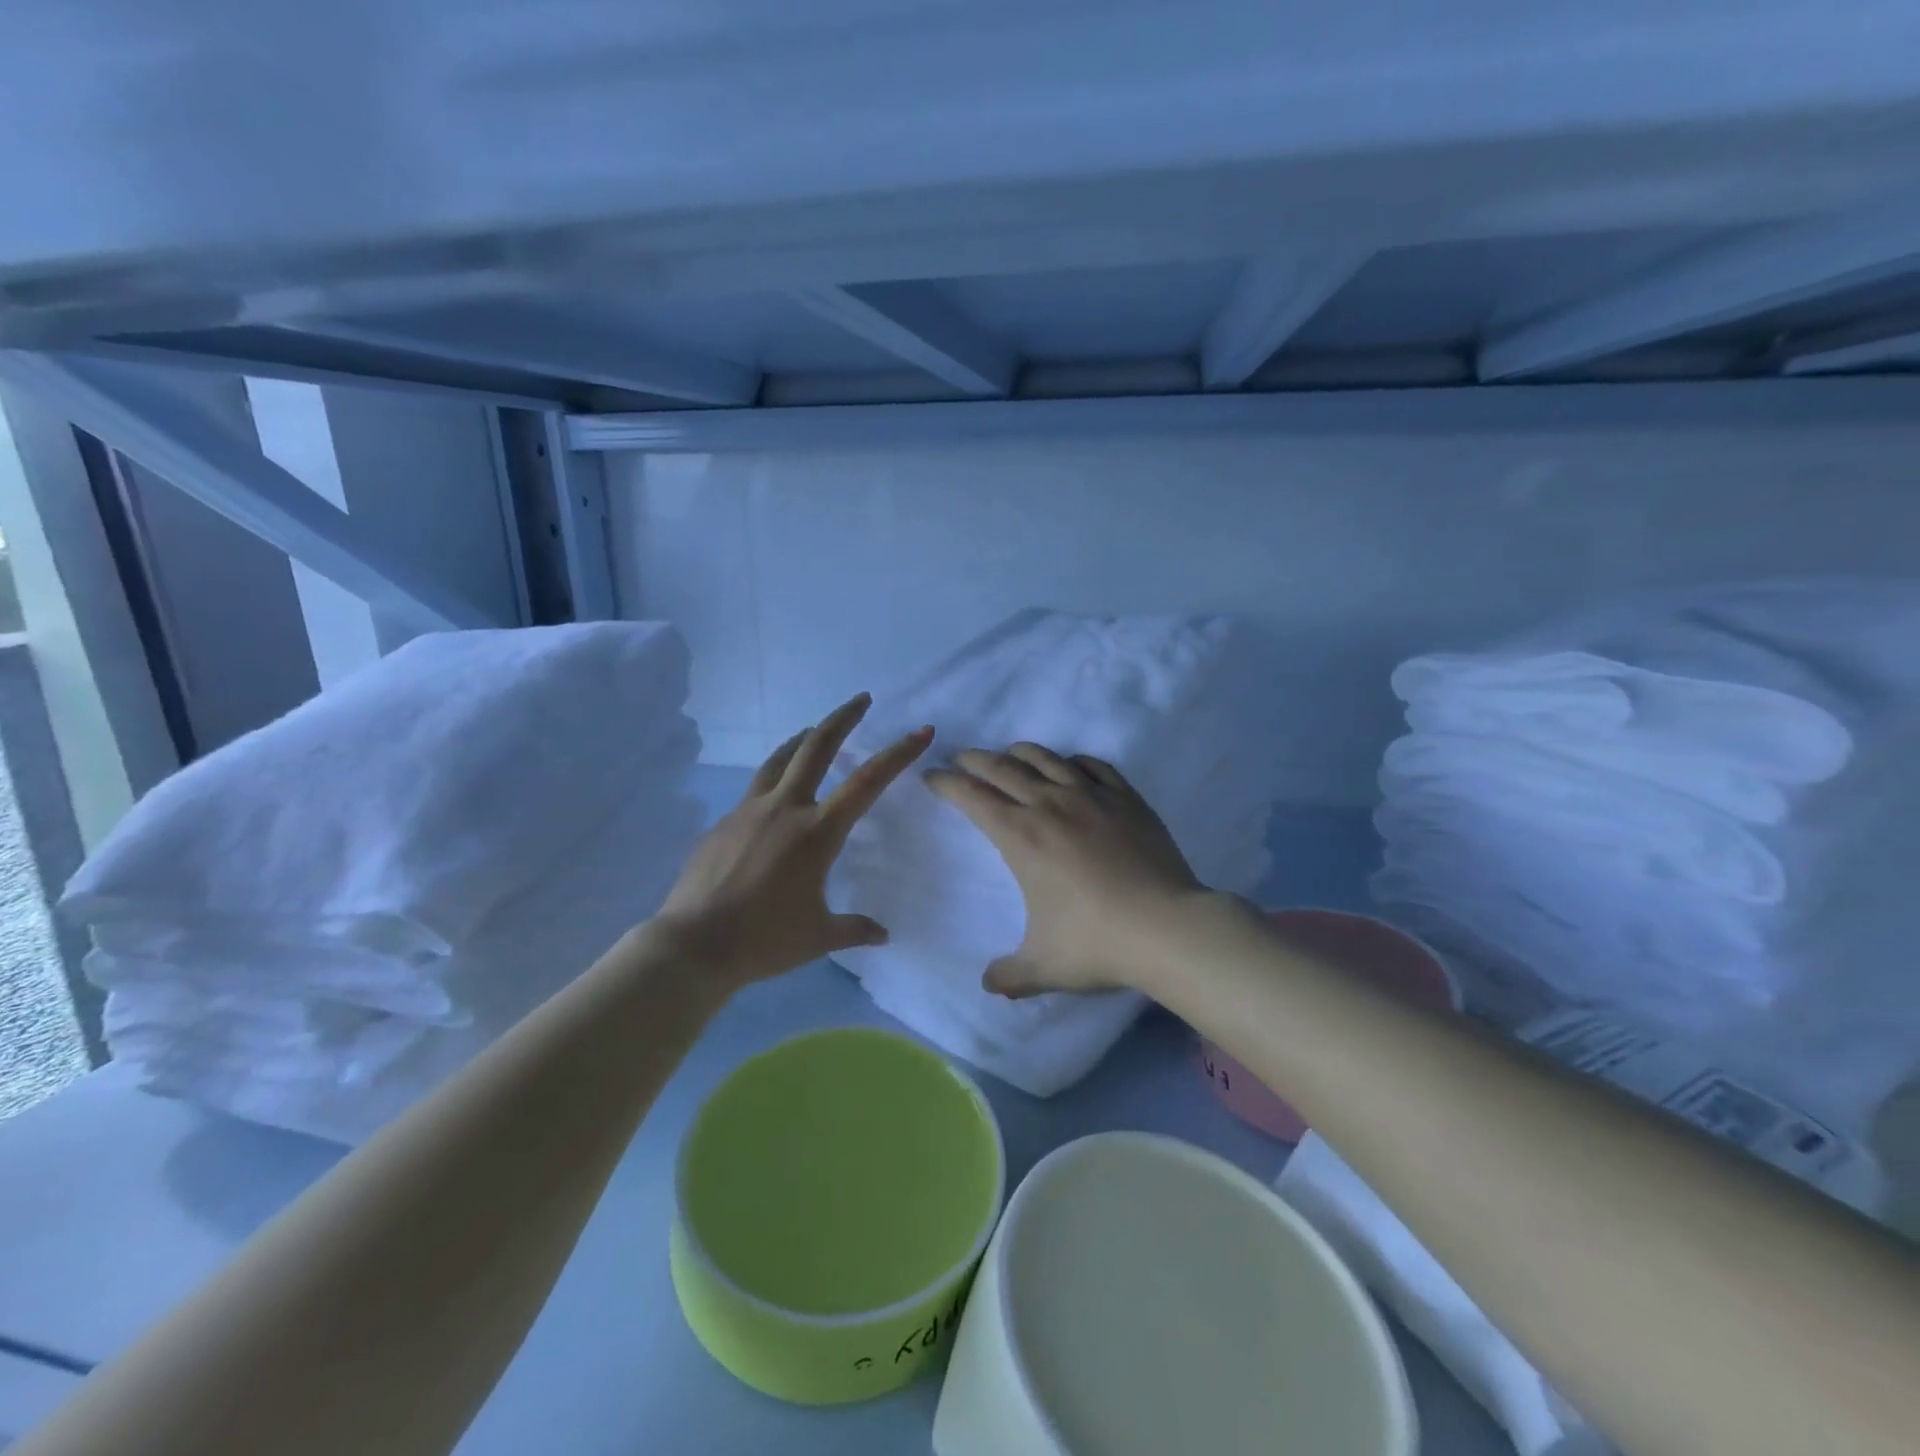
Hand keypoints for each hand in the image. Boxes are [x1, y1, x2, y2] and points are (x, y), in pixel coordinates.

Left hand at [653, 694, 932, 988]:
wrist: (692, 946)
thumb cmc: (764, 940)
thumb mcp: (819, 937)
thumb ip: (854, 929)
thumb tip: (883, 934)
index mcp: (817, 832)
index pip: (868, 782)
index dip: (898, 754)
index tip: (921, 731)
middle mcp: (784, 809)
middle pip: (816, 747)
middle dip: (842, 718)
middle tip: (861, 700)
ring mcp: (748, 812)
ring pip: (778, 760)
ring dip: (801, 740)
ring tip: (812, 731)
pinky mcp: (722, 824)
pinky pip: (753, 793)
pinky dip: (772, 783)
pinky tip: (772, 803)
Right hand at [926, 744, 1211, 998]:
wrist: (1168, 928)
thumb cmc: (1097, 943)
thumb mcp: (1043, 968)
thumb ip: (1009, 975)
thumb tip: (988, 984)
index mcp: (1021, 836)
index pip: (972, 796)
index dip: (947, 783)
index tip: (932, 777)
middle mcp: (1050, 805)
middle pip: (1002, 767)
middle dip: (974, 760)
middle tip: (961, 759)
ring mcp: (1091, 796)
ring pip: (1046, 758)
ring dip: (1019, 753)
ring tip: (1008, 755)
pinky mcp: (1126, 798)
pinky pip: (1093, 765)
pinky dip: (1072, 761)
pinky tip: (1070, 766)